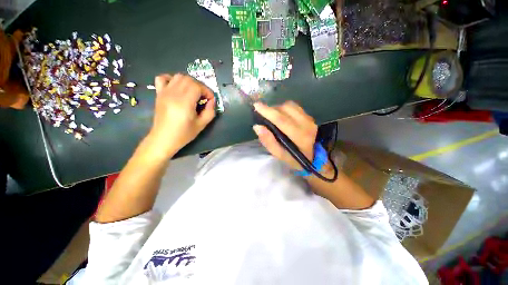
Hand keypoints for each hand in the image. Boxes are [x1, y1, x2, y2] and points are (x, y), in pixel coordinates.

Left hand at [148, 73, 215, 157]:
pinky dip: (171, 79)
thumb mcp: (202, 125)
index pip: (198, 86)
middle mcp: (173, 94)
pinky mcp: (159, 94)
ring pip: (178, 76)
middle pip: (189, 79)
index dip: (207, 91)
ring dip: (189, 82)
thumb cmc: (183, 134)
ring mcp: (164, 92)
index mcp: (184, 102)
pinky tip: (177, 87)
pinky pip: (163, 78)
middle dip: (200, 86)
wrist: (163, 139)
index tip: (210, 101)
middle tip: (203, 98)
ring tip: (193, 93)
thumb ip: (210, 111)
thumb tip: (212, 101)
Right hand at [253, 101, 317, 169]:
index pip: (281, 120)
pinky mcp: (309, 116)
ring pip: (290, 106)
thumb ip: (269, 142)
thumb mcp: (281, 155)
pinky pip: (294, 106)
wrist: (316, 157)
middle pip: (285, 109)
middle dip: (271, 109)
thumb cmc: (296, 159)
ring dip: (277, 108)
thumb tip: (257, 127)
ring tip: (271, 115)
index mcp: (300, 136)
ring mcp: (309, 118)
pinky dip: (284, 108)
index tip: (256, 106)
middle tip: (262, 114)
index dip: (268, 112)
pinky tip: (281, 115)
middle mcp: (306, 124)